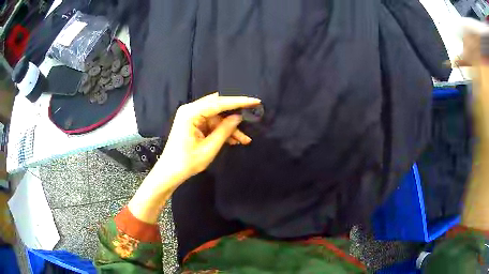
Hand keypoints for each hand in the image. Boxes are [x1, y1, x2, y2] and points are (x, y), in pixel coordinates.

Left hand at [155, 92, 260, 181]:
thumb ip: (224, 130)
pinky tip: (234, 140)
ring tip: (244, 139)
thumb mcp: (209, 148)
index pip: (218, 102)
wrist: (169, 173)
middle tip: (252, 115)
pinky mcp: (193, 124)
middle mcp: (190, 110)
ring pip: (217, 116)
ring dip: (230, 127)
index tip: (255, 101)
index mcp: (190, 113)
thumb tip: (238, 117)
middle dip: (235, 113)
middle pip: (218, 106)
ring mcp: (191, 116)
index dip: (238, 102)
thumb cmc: (186, 162)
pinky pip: (212, 123)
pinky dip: (222, 130)